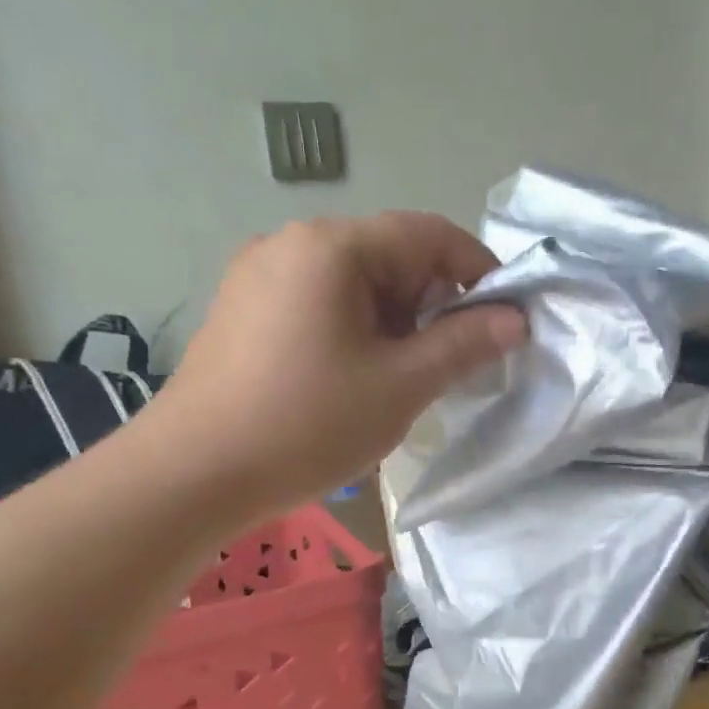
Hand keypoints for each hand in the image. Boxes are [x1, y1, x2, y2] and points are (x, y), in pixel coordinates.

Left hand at [157, 211, 527, 511]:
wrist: (193, 474)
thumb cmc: (307, 425)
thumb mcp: (401, 386)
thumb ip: (464, 344)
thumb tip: (515, 319)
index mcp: (332, 246)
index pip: (428, 233)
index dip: (478, 269)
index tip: (506, 317)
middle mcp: (290, 242)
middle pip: (388, 254)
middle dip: (432, 301)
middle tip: (451, 360)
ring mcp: (258, 274)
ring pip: (352, 282)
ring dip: (394, 320)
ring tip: (402, 377)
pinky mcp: (241, 309)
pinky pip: (317, 302)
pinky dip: (353, 328)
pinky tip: (353, 377)